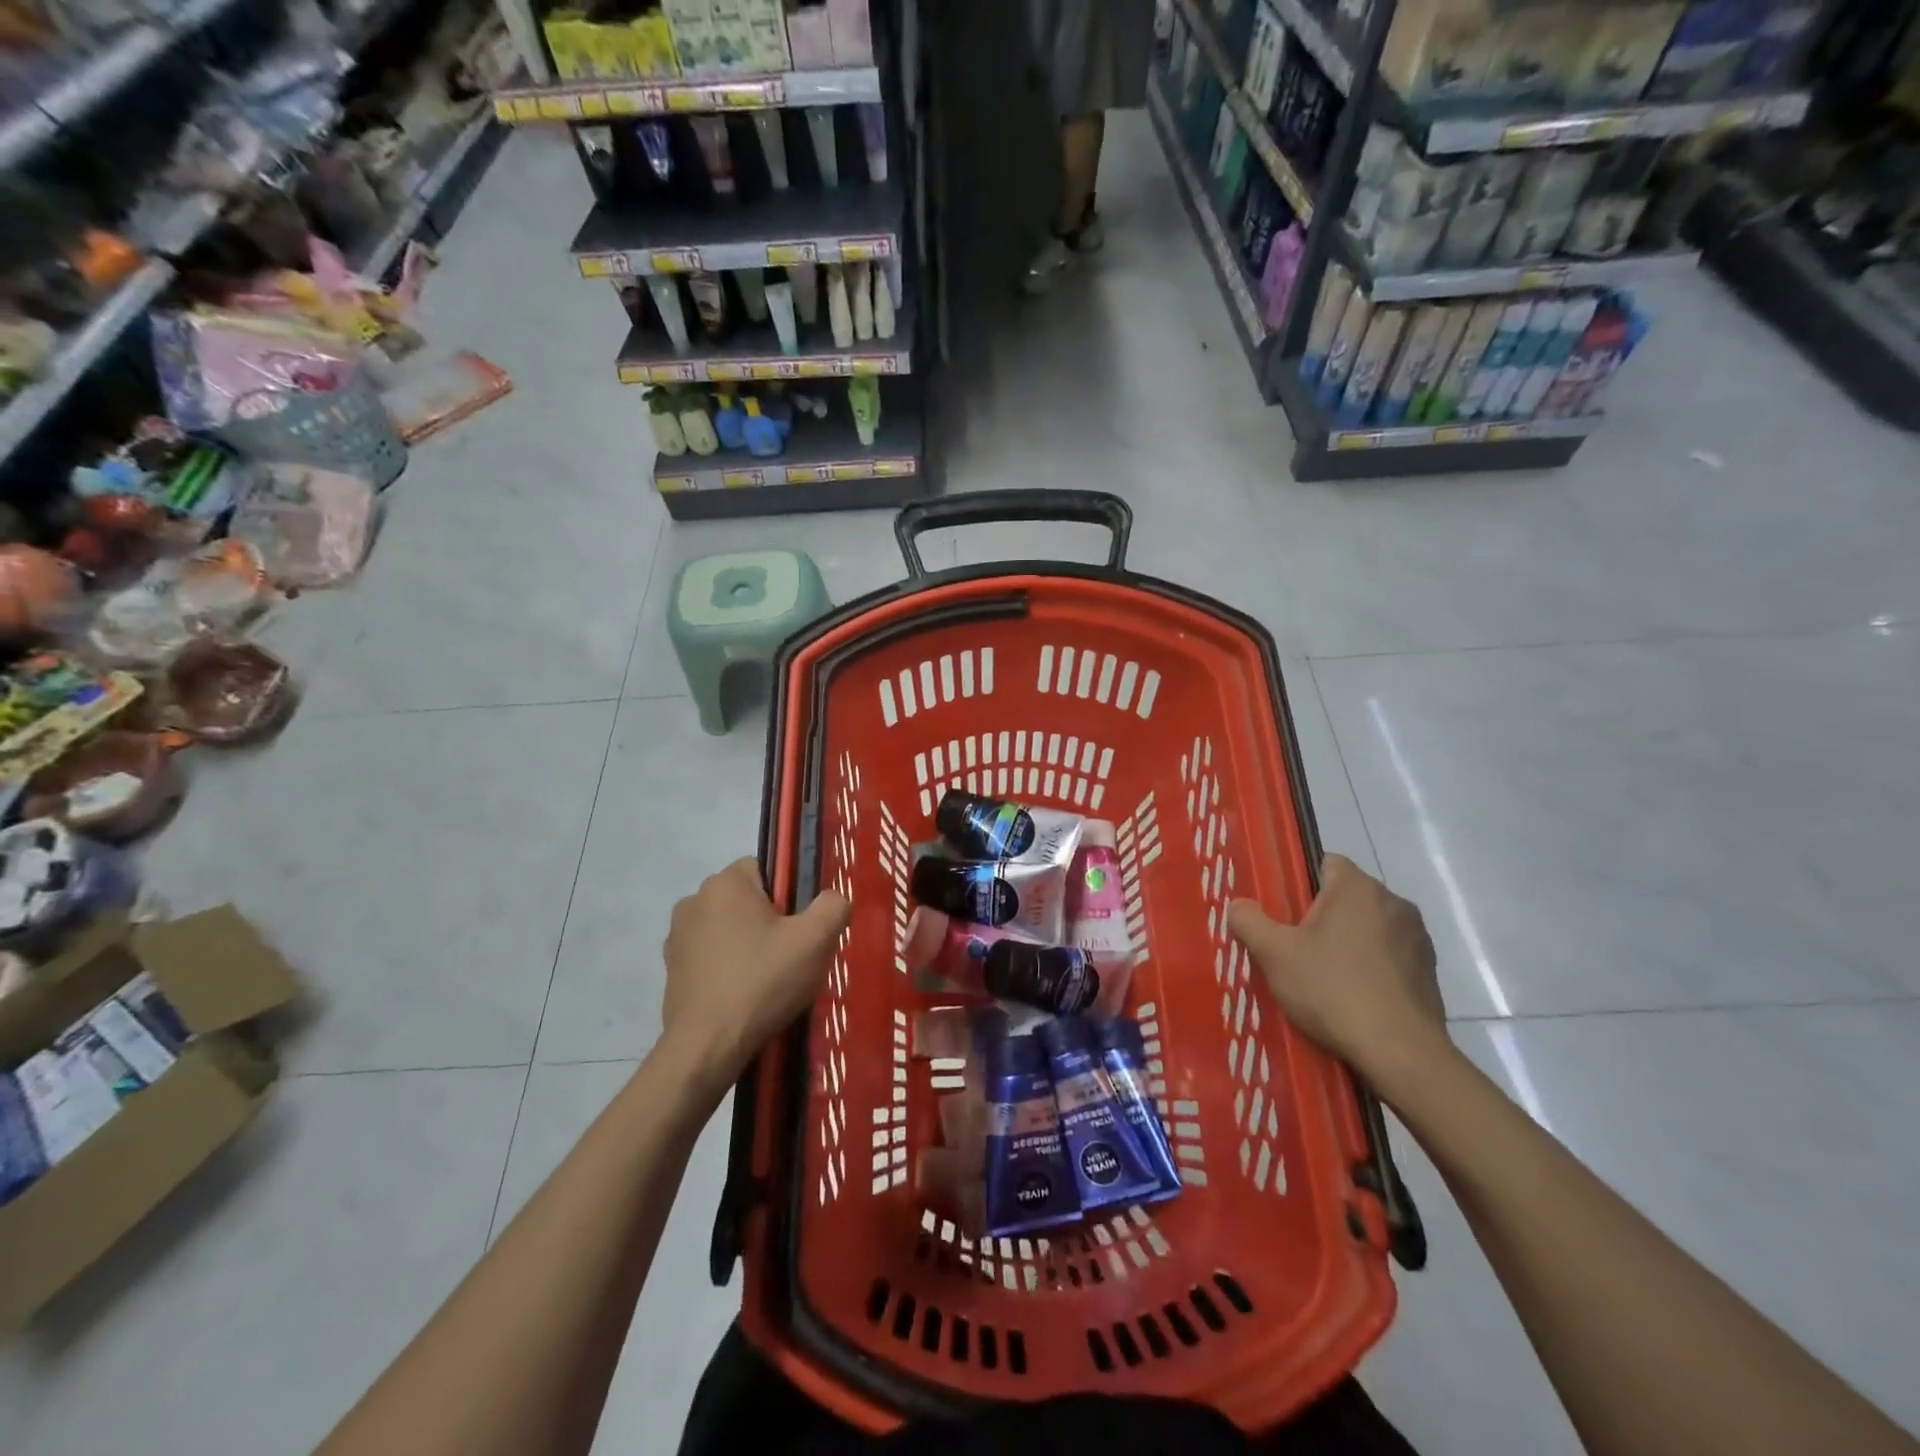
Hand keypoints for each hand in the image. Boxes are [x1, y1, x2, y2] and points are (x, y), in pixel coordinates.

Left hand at [662, 859, 851, 1091]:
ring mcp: (677, 935)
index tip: (798, 927)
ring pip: (727, 927)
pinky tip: (742, 994)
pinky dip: (727, 966)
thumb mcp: (815, 941)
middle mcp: (694, 899)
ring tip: (767, 979)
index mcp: (725, 883)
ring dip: (746, 943)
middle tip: (789, 955)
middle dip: (768, 920)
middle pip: (746, 899)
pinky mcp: (672, 968)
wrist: (707, 1046)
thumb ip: (833, 906)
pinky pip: (710, 954)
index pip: (765, 869)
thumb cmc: (762, 982)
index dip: (788, 895)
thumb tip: (834, 898)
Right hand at [1229, 854, 1448, 1093]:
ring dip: (1349, 943)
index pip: (1325, 863)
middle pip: (1347, 897)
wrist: (1400, 1052)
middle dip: (1322, 917)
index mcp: (1358, 888)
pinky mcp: (1429, 971)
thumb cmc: (1333, 990)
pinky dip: (1372, 969)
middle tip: (1295, 949)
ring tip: (1325, 978)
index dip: (1300, 884)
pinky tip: (1354, 998)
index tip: (1284, 914)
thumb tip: (1238, 906)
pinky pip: (1390, 957)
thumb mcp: (1274, 954)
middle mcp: (1394, 902)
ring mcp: (1417, 938)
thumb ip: (1249, 921)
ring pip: (1369, 928)